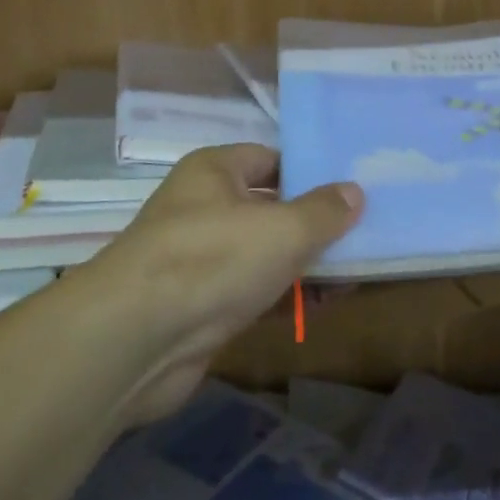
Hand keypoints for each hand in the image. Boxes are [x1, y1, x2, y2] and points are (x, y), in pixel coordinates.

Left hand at [81, 145, 361, 421]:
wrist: (135, 340)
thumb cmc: (212, 259)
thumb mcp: (282, 229)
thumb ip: (324, 211)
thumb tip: (355, 191)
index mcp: (214, 171)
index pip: (270, 158)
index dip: (309, 170)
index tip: (351, 187)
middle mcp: (203, 208)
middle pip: (270, 207)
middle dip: (313, 223)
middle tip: (364, 232)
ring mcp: (200, 260)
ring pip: (263, 253)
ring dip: (304, 264)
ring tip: (355, 272)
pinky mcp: (200, 306)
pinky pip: (253, 292)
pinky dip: (284, 297)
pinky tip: (321, 306)